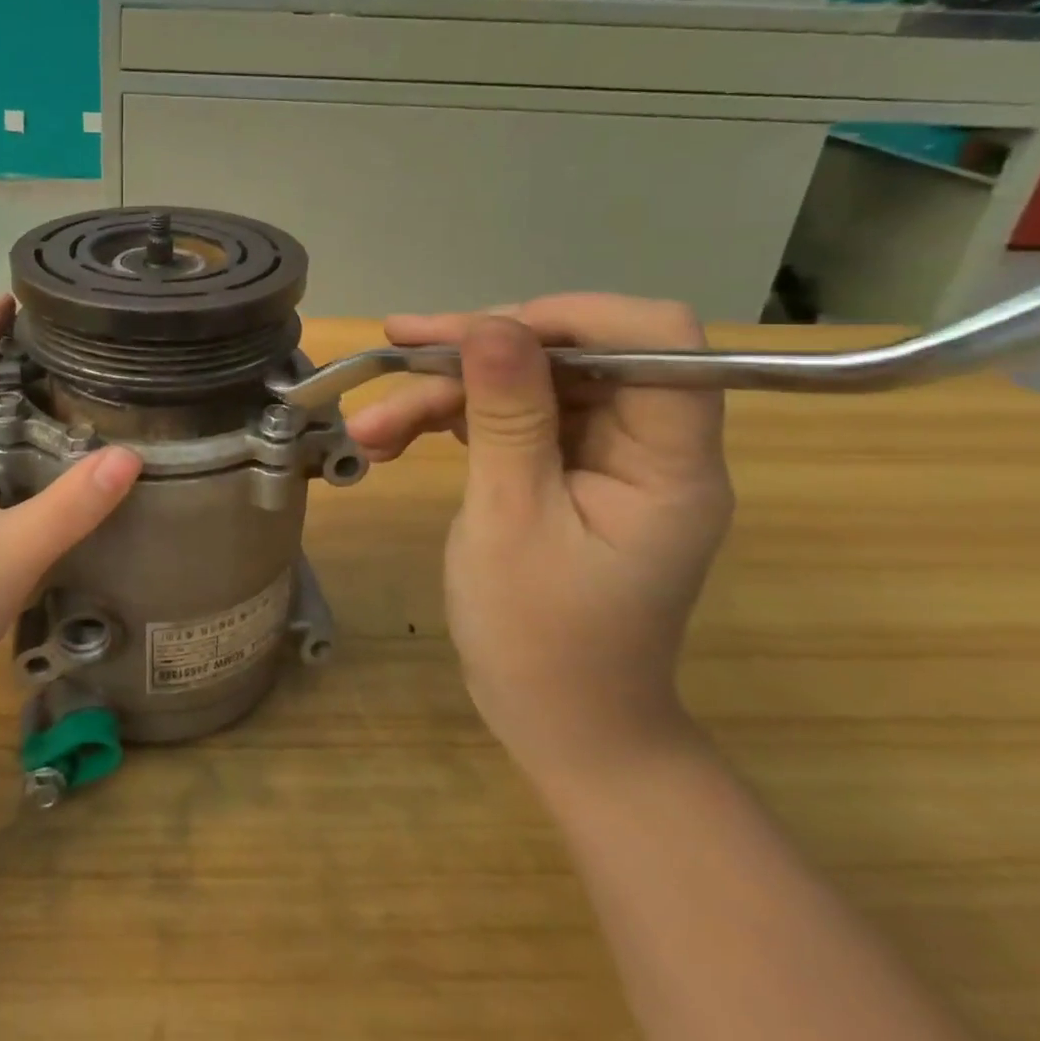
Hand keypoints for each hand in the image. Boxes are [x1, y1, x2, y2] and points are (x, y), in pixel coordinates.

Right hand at [347, 296, 733, 782]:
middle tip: (397, 357)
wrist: (558, 723)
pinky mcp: (563, 467)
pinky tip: (394, 440)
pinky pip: (508, 417)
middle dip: (477, 354)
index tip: (484, 333)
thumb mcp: (512, 519)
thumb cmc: (542, 639)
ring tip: (372, 426)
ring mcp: (602, 455)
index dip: (573, 316)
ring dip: (445, 393)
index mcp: (667, 460)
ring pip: (525, 382)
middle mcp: (644, 443)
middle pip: (571, 354)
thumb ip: (507, 415)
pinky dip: (450, 421)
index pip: (655, 341)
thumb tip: (491, 323)